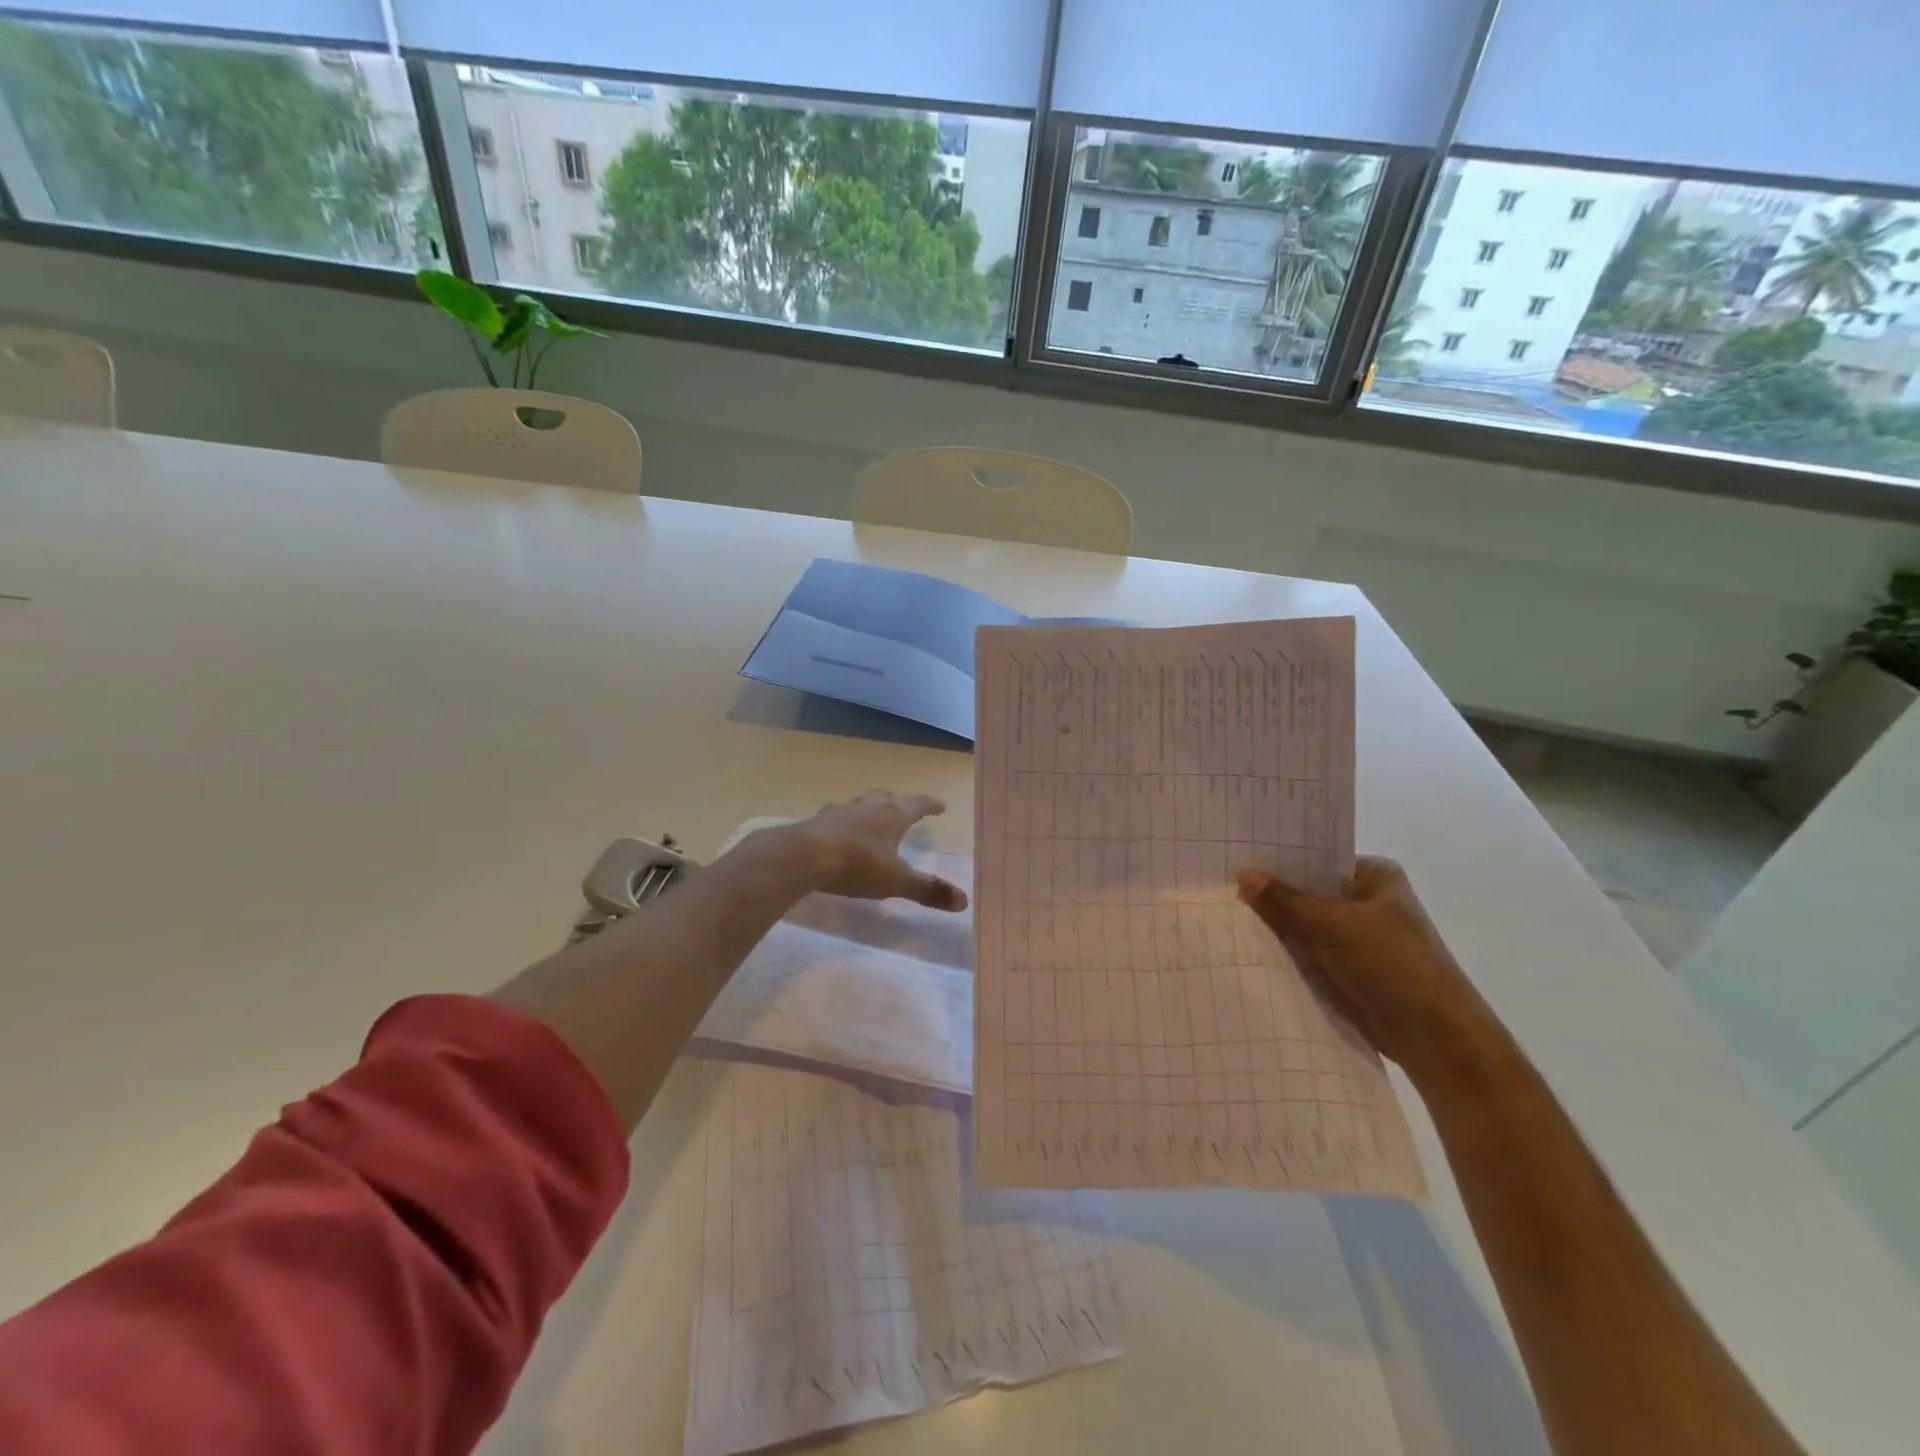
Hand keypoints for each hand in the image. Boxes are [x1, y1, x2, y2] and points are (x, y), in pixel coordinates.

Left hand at [788, 791, 968, 911]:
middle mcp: (869, 806)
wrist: (803, 856)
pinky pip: (837, 816)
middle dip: (900, 803)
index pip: (918, 804)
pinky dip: (845, 820)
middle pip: (888, 797)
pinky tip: (839, 830)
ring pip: (862, 803)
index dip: (931, 805)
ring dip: (871, 808)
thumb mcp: (896, 881)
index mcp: (893, 815)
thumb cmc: (857, 865)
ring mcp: (841, 810)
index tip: (940, 806)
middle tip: (906, 808)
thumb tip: (964, 900)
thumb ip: (928, 890)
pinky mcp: (818, 821)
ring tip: (873, 816)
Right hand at [1237, 857, 1503, 1085]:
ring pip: (1304, 927)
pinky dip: (1284, 955)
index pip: (1317, 859)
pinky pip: (1306, 956)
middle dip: (1271, 895)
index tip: (1236, 856)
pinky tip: (1244, 947)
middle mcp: (1366, 903)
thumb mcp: (1333, 924)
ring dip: (1275, 928)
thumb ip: (1285, 901)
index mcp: (1374, 877)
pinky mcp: (1347, 972)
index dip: (1278, 860)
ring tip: (1222, 914)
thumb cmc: (1393, 964)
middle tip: (1220, 885)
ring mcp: (1356, 940)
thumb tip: (1242, 874)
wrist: (1434, 1039)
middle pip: (1307, 893)